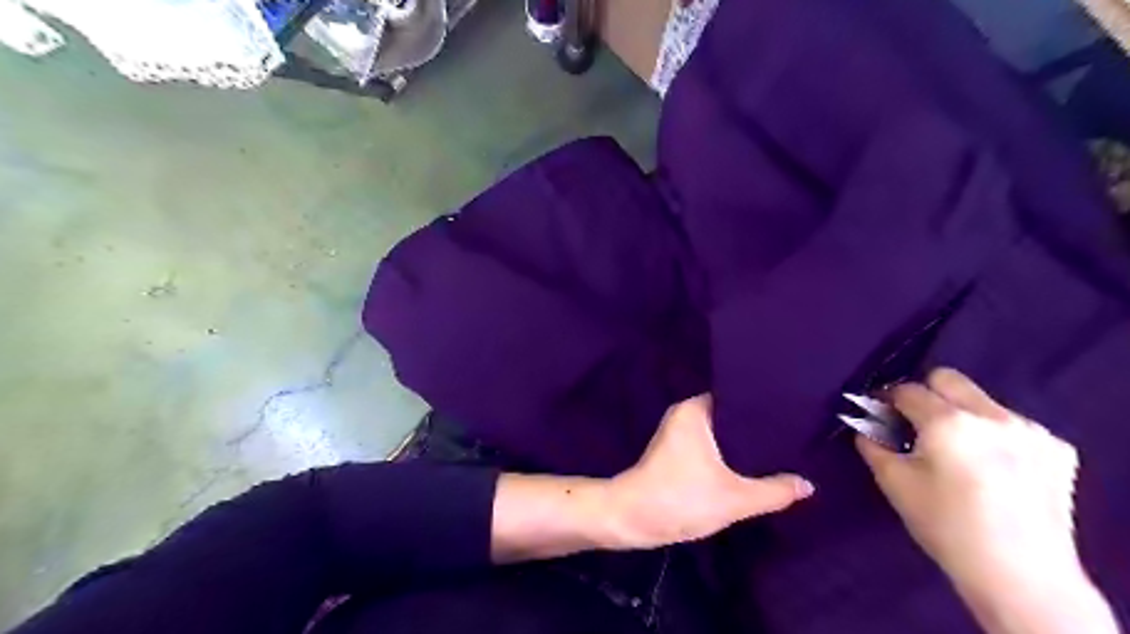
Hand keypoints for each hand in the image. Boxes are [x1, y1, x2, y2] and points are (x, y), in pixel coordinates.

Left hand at [600, 397, 813, 549]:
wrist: (632, 518)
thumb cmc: (680, 498)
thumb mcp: (735, 498)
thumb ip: (775, 491)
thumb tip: (807, 484)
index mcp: (694, 410)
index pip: (736, 397)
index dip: (763, 406)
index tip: (792, 414)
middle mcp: (685, 414)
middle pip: (729, 416)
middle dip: (756, 427)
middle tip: (793, 435)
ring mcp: (679, 433)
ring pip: (720, 433)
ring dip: (742, 443)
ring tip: (780, 449)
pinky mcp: (676, 453)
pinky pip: (711, 446)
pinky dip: (728, 454)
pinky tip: (752, 466)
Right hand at [857, 366, 1110, 633]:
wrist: (1020, 575)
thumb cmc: (945, 526)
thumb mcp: (894, 484)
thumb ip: (873, 445)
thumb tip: (865, 427)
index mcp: (948, 422)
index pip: (907, 390)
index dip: (887, 399)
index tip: (879, 413)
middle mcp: (991, 415)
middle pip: (948, 378)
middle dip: (926, 394)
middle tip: (917, 424)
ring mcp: (1030, 431)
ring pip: (982, 401)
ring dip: (961, 415)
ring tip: (958, 451)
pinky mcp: (1058, 450)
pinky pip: (1013, 425)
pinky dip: (994, 436)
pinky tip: (993, 468)